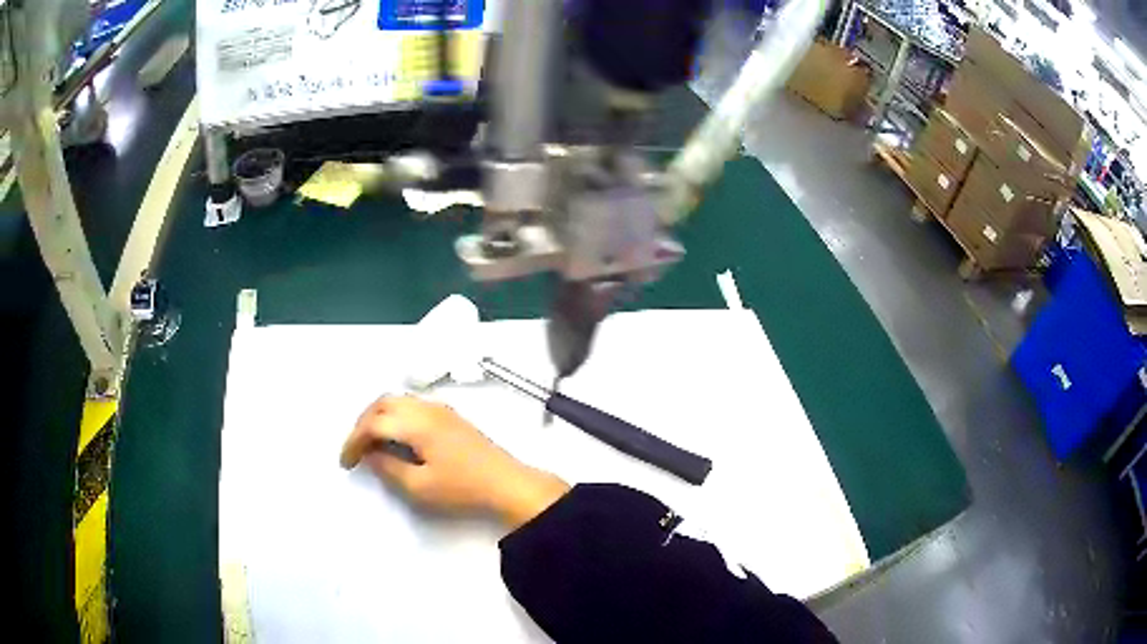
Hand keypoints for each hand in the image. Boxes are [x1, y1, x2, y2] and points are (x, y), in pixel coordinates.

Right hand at [340, 395, 569, 528]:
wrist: (507, 483)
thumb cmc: (462, 488)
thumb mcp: (420, 487)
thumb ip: (389, 468)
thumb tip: (370, 455)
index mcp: (416, 423)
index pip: (373, 423)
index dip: (354, 441)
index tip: (346, 462)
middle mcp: (426, 408)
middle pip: (383, 403)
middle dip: (362, 423)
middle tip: (355, 449)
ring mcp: (440, 409)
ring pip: (398, 401)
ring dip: (378, 417)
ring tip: (371, 443)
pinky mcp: (450, 416)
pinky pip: (412, 405)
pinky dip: (395, 415)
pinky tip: (396, 436)